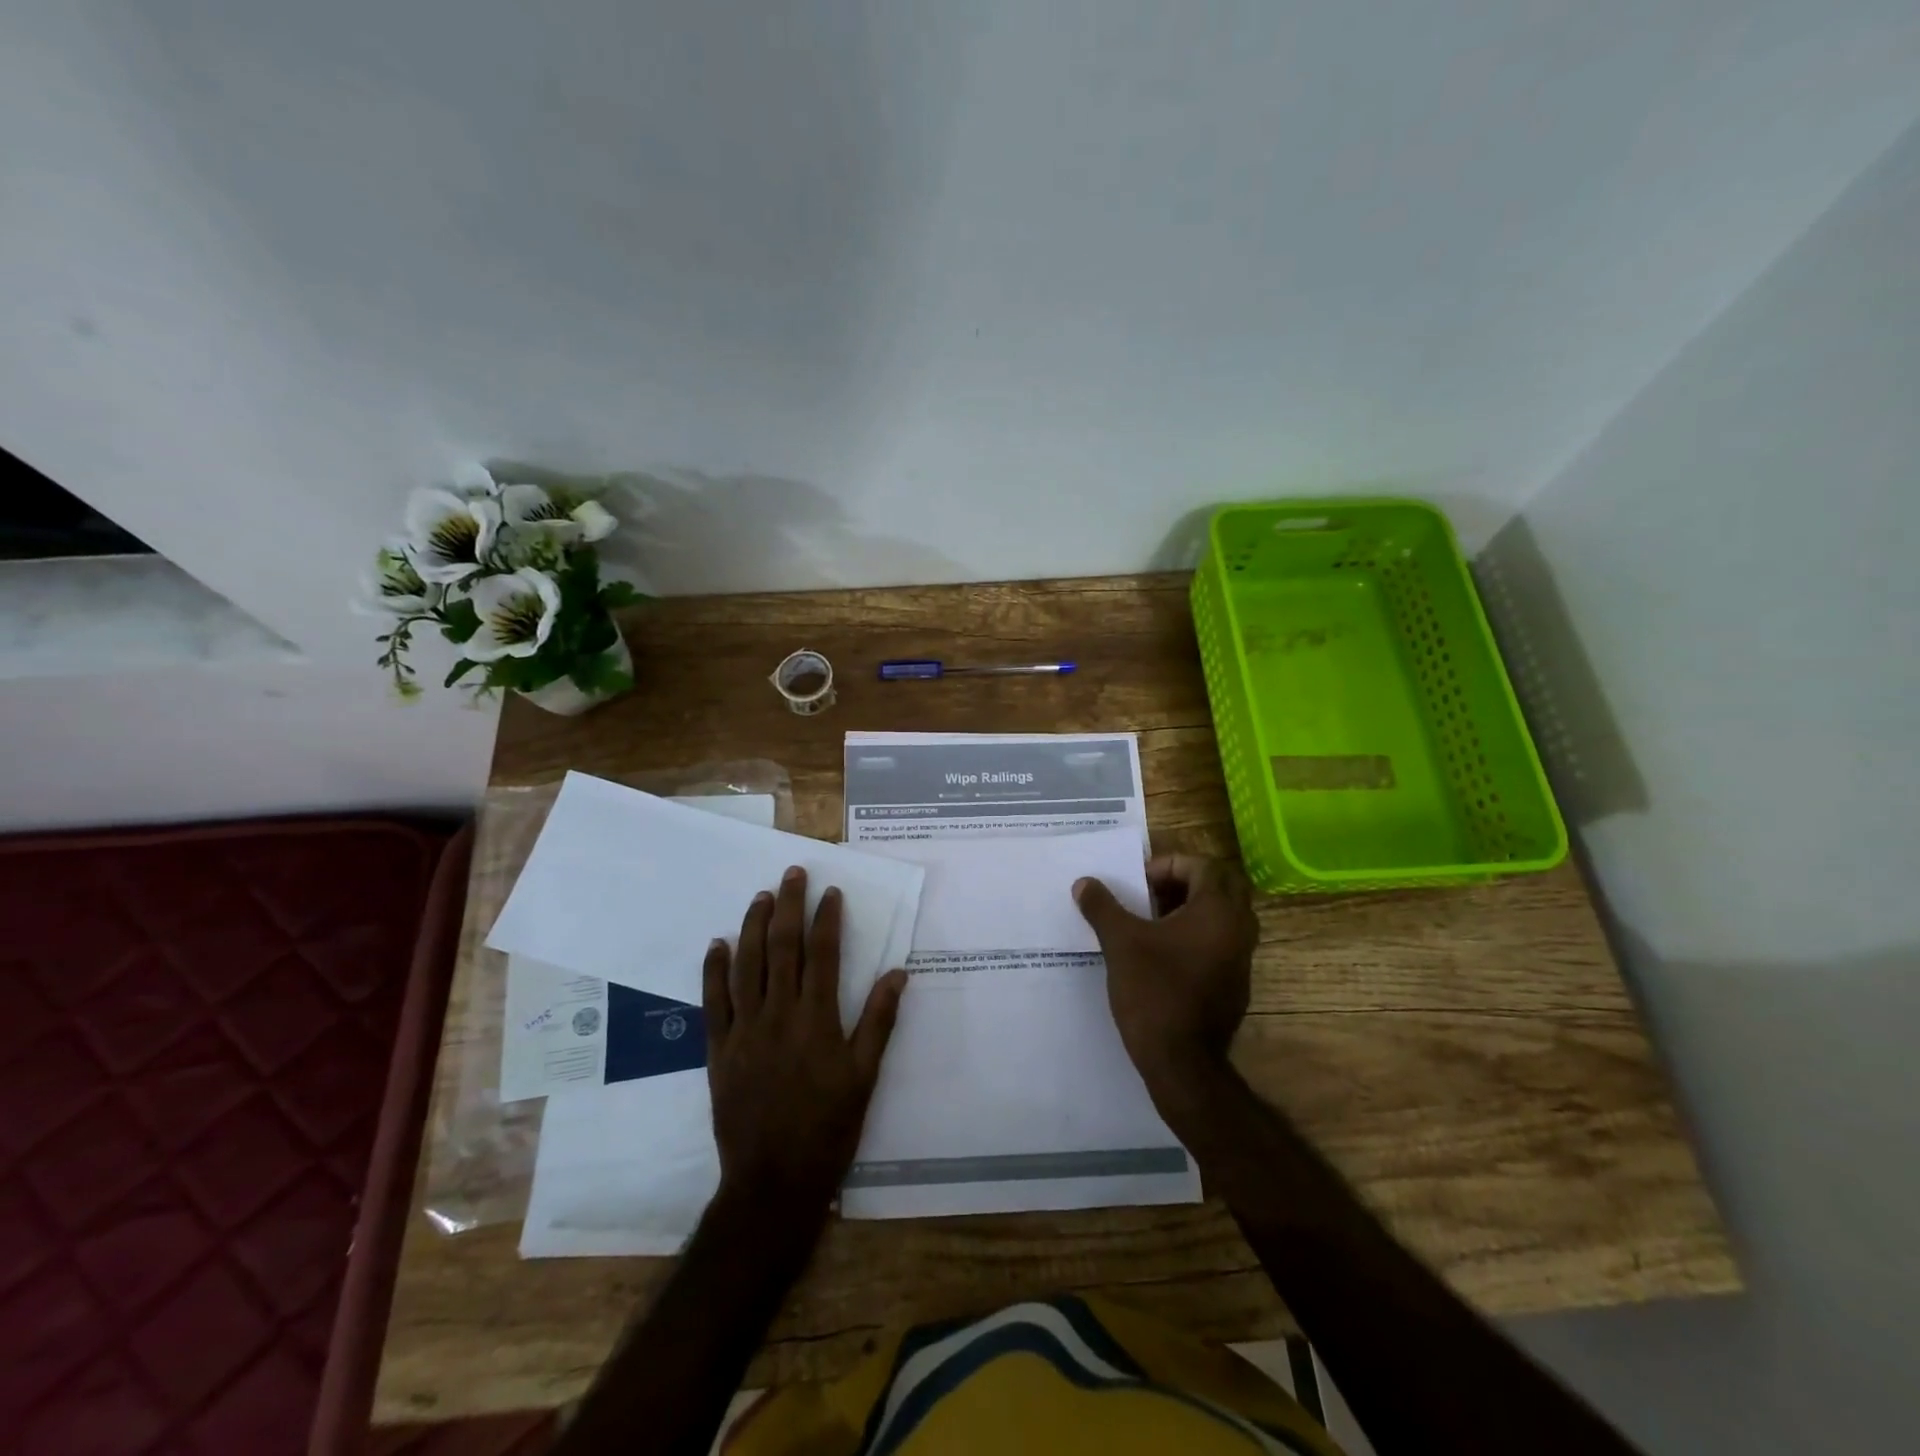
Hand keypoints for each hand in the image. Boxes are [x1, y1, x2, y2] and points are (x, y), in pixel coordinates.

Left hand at [703, 866, 907, 1218]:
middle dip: (790, 906)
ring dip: (754, 926)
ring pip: (747, 965)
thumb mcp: (865, 1076)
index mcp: (817, 1019)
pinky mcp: (719, 1049)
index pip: (822, 954)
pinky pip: (714, 1001)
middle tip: (793, 874)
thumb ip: (879, 1021)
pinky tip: (718, 944)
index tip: (831, 892)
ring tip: (761, 896)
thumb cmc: (829, 1127)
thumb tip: (898, 974)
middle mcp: (779, 1014)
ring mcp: (744, 1029)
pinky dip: (715, 970)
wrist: (774, 1180)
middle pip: (783, 948)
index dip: (827, 919)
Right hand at [1073, 854, 1257, 1088]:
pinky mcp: (1234, 985)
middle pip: (1218, 888)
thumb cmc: (1154, 991)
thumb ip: (1102, 907)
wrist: (1182, 1062)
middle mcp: (1238, 930)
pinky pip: (1219, 944)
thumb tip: (1084, 883)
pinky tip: (1161, 956)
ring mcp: (1240, 960)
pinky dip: (1194, 937)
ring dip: (1188, 911)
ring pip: (1220, 917)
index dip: (1168, 866)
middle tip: (1149, 896)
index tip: (1139, 883)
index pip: (1202, 866)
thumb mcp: (1120, 942)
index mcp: (1218, 911)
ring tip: (1150, 923)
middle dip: (1181, 885)